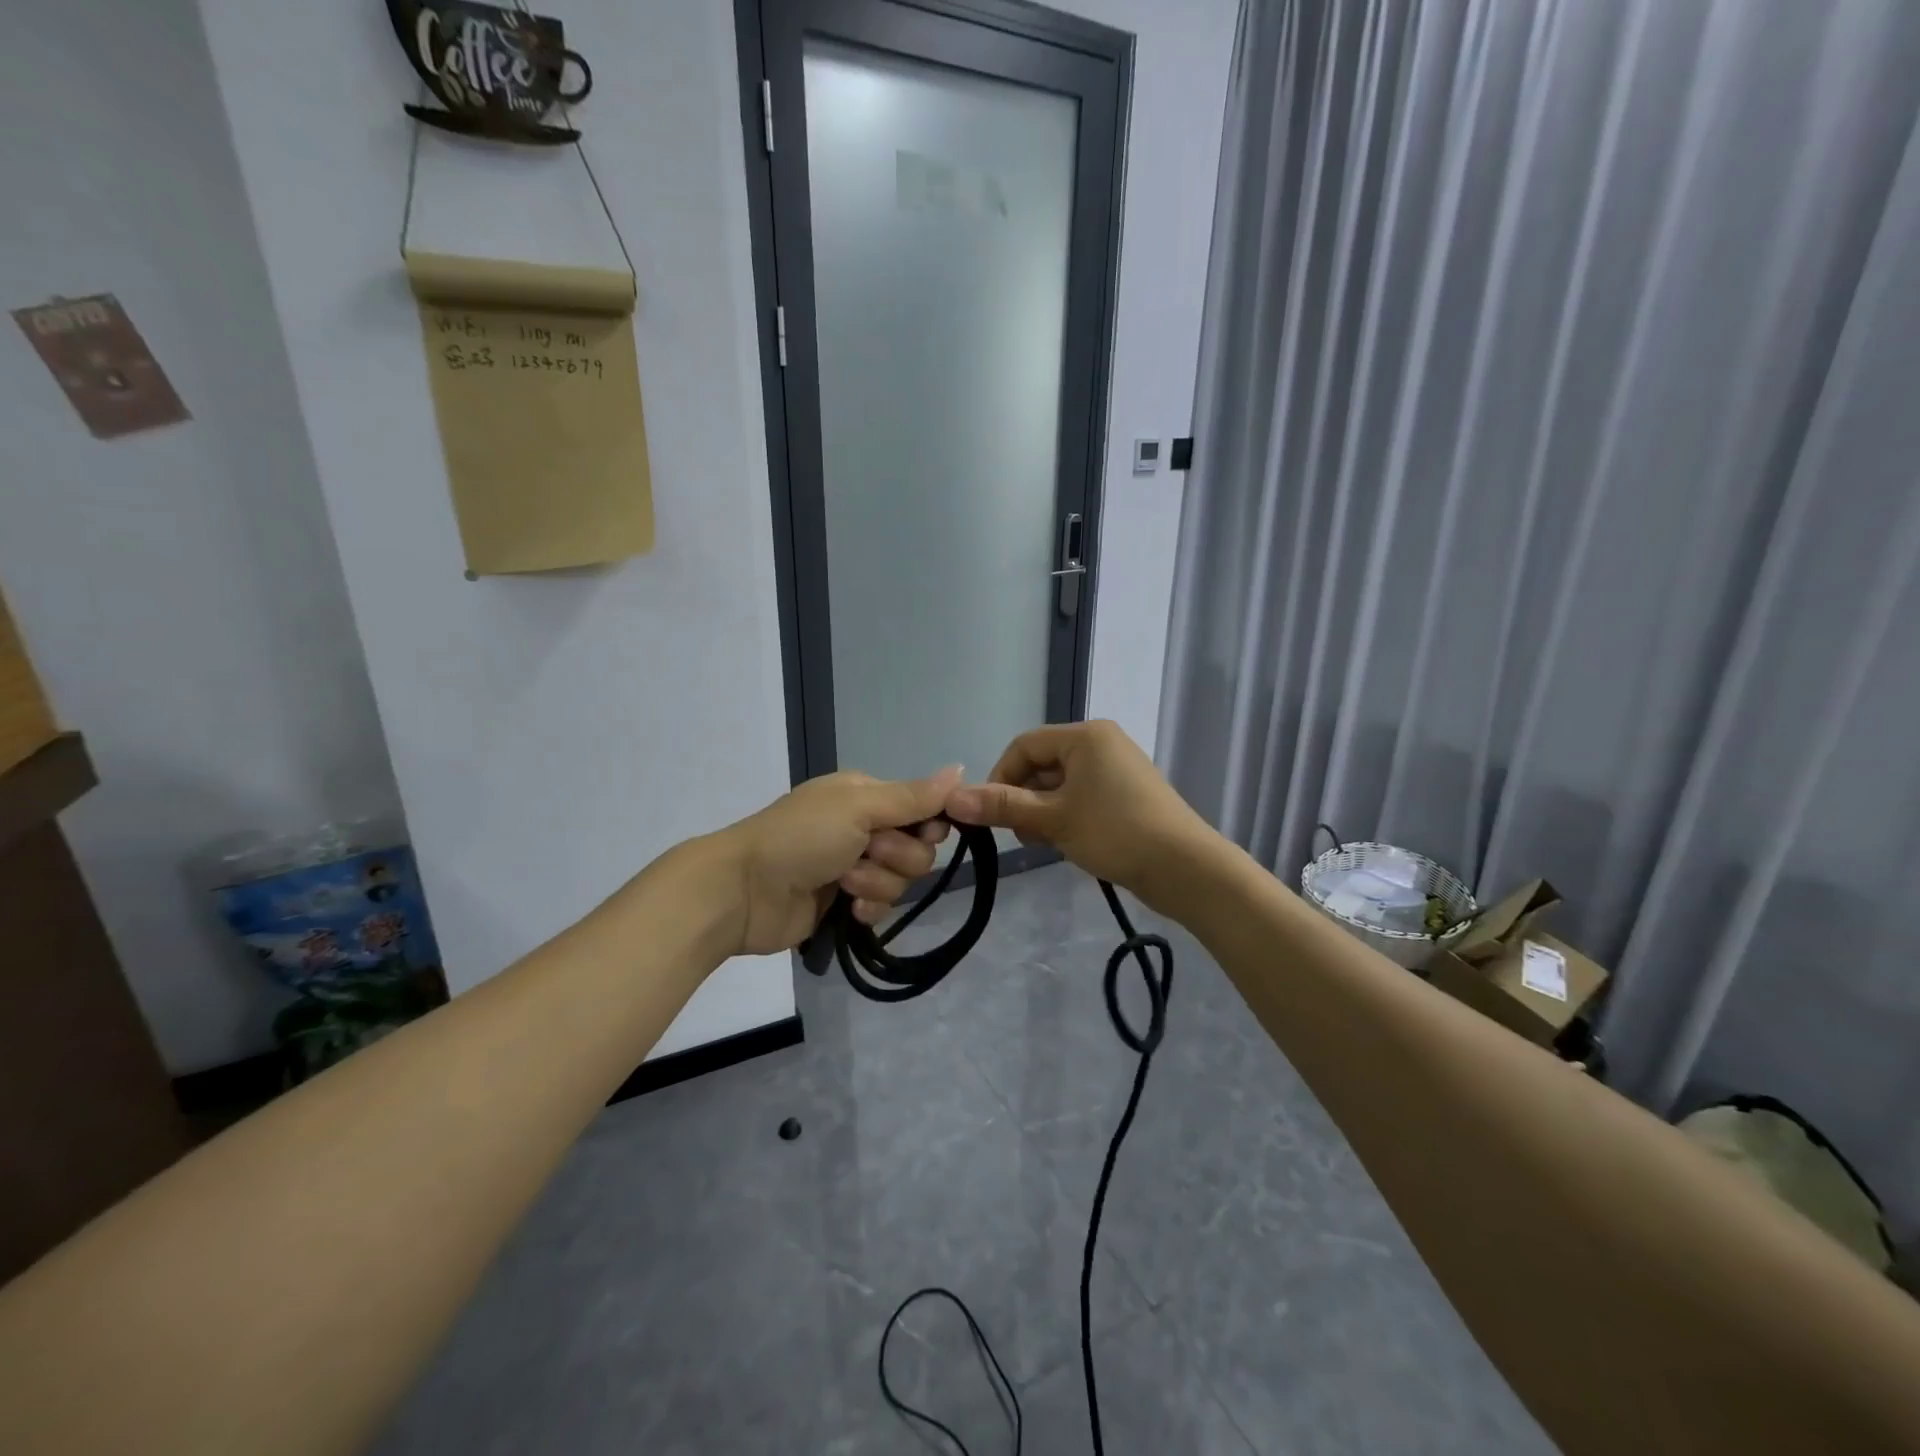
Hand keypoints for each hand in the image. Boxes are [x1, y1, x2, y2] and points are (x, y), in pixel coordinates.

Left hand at [716, 766, 959, 954]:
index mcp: (866, 795)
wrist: (744, 890)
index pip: (923, 808)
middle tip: (864, 853)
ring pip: (901, 880)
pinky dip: (868, 907)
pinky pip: (881, 906)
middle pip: (918, 848)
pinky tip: (847, 908)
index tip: (924, 832)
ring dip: (876, 882)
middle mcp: (864, 827)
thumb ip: (913, 796)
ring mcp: (854, 866)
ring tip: (843, 881)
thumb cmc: (801, 836)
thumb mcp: (858, 807)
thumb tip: (960, 769)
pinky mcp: (845, 903)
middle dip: (896, 856)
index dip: (928, 825)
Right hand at [944, 721, 1214, 906]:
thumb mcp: (1053, 819)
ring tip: (1045, 842)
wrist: (1186, 868)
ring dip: (1043, 811)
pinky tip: (1067, 843)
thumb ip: (1002, 806)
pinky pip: (1082, 797)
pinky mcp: (1127, 795)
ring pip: (1061, 784)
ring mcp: (1117, 769)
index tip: (991, 815)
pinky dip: (1066, 816)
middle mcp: (1102, 744)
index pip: (1024, 746)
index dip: (1000, 777)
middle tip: (1021, 835)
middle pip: (1043, 764)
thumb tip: (952, 799)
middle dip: (1023, 798)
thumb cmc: (1116, 832)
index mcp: (1085, 736)